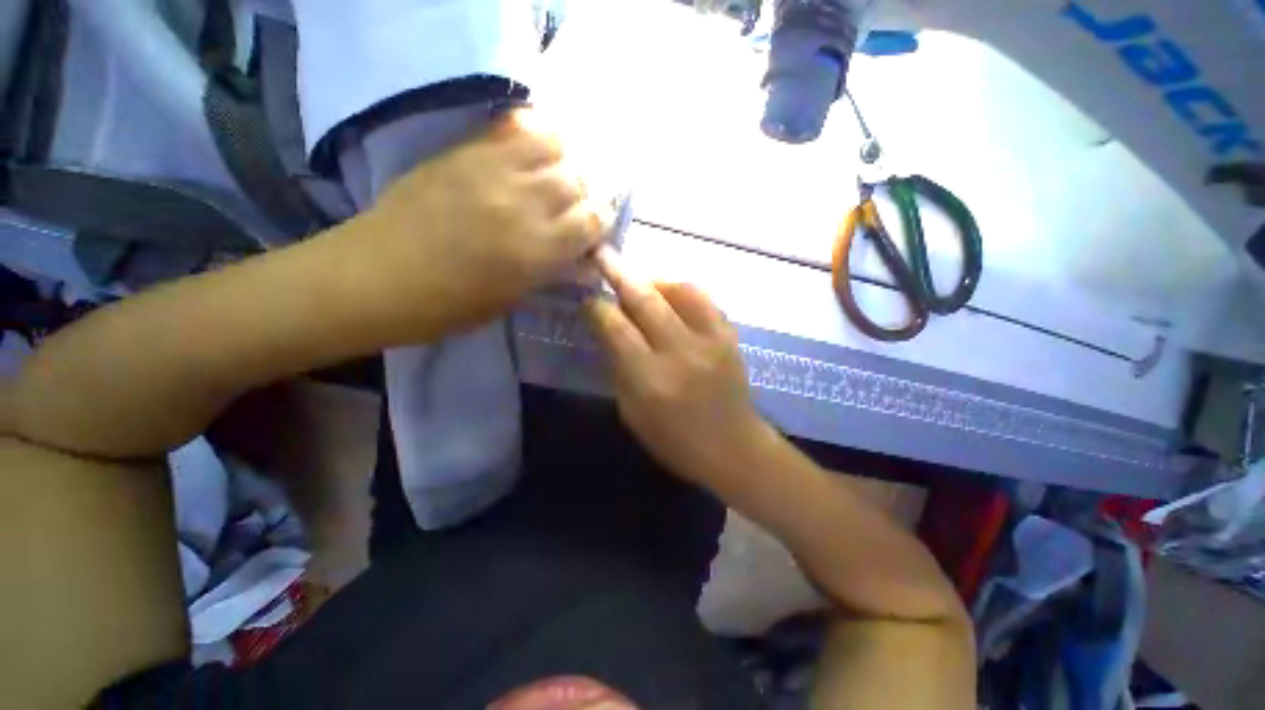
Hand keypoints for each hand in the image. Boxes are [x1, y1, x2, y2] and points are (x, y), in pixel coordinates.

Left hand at [348, 109, 608, 337]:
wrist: (373, 277)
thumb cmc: (446, 306)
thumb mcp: (511, 300)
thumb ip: (550, 273)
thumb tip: (580, 261)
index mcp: (535, 251)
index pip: (592, 220)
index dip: (595, 227)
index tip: (585, 237)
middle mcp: (521, 204)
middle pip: (577, 180)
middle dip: (581, 197)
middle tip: (566, 212)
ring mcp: (490, 170)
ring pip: (553, 145)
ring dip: (559, 165)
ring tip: (546, 182)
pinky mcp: (462, 151)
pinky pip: (512, 126)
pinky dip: (530, 137)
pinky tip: (523, 159)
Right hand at [584, 247, 772, 484]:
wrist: (733, 448)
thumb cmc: (675, 441)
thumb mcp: (633, 413)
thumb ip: (619, 368)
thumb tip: (607, 330)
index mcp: (651, 380)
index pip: (617, 329)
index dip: (599, 308)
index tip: (589, 298)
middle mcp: (681, 353)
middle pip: (646, 301)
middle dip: (620, 275)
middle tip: (603, 257)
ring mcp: (711, 341)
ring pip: (679, 290)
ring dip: (653, 279)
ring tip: (639, 280)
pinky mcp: (729, 336)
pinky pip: (704, 299)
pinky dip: (682, 289)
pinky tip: (669, 293)